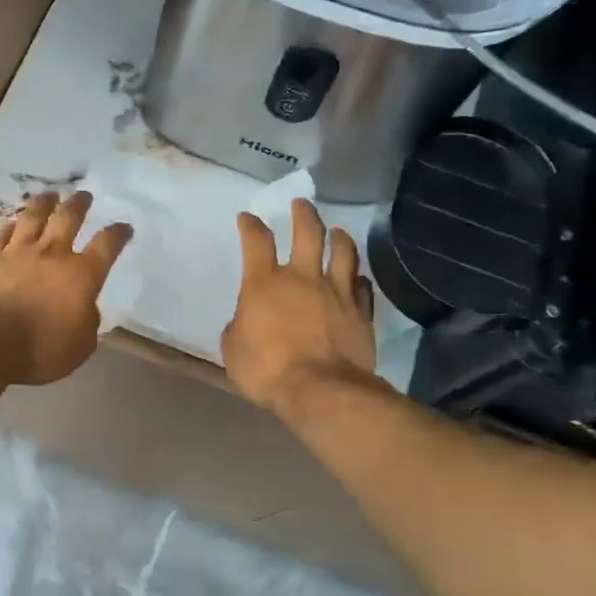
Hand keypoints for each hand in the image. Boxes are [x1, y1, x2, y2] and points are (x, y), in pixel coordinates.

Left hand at [0, 190, 132, 385]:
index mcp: (81, 275)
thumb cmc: (39, 348)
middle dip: (79, 205)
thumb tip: (85, 308)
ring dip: (44, 203)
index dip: (117, 234)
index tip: (124, 227)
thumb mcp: (80, 346)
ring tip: (50, 194)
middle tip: (83, 195)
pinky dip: (11, 226)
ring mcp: (18, 252)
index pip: (106, 246)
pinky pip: (3, 235)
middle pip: (68, 219)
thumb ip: (87, 322)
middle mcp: (52, 255)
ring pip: (34, 217)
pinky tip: (13, 223)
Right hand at [222, 199, 377, 412]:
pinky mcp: (360, 313)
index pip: (256, 242)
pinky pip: (362, 288)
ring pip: (343, 253)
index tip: (248, 218)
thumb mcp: (233, 350)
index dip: (250, 226)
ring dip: (339, 238)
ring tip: (338, 231)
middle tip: (302, 204)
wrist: (321, 391)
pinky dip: (358, 279)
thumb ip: (239, 327)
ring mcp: (337, 293)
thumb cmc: (267, 370)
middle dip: (303, 214)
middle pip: (308, 233)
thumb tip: (246, 321)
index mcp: (265, 283)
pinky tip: (357, 278)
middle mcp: (303, 278)